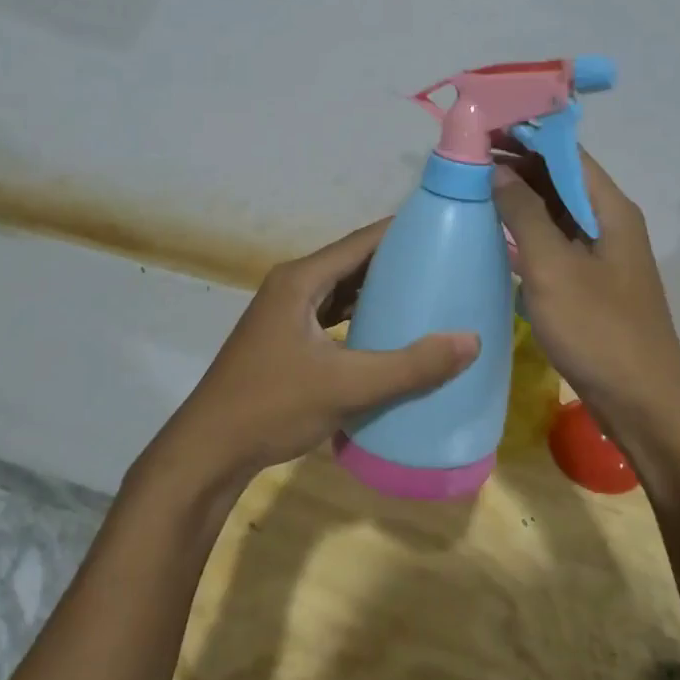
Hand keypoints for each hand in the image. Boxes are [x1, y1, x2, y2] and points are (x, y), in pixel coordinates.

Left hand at [150, 221, 480, 488]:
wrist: (209, 450)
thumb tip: (471, 340)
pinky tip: (388, 332)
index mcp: (301, 280)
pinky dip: (360, 317)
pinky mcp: (286, 340)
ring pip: (341, 291)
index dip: (402, 231)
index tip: (444, 228)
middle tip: (446, 264)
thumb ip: (409, 365)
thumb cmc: (272, 406)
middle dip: (396, 262)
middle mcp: (292, 287)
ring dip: (378, 291)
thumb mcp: (346, 385)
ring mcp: (285, 314)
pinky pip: (332, 315)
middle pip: (353, 262)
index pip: (361, 241)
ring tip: (426, 294)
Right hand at [492, 149, 679, 430]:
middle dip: (517, 164)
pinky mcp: (588, 282)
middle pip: (560, 178)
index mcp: (610, 208)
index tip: (483, 125)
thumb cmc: (599, 329)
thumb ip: (524, 214)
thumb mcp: (554, 267)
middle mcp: (608, 222)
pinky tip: (495, 233)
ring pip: (555, 210)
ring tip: (472, 187)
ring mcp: (599, 254)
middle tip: (467, 157)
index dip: (526, 134)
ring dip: (518, 197)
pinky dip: (525, 231)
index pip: (566, 152)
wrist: (642, 401)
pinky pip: (553, 241)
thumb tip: (497, 171)